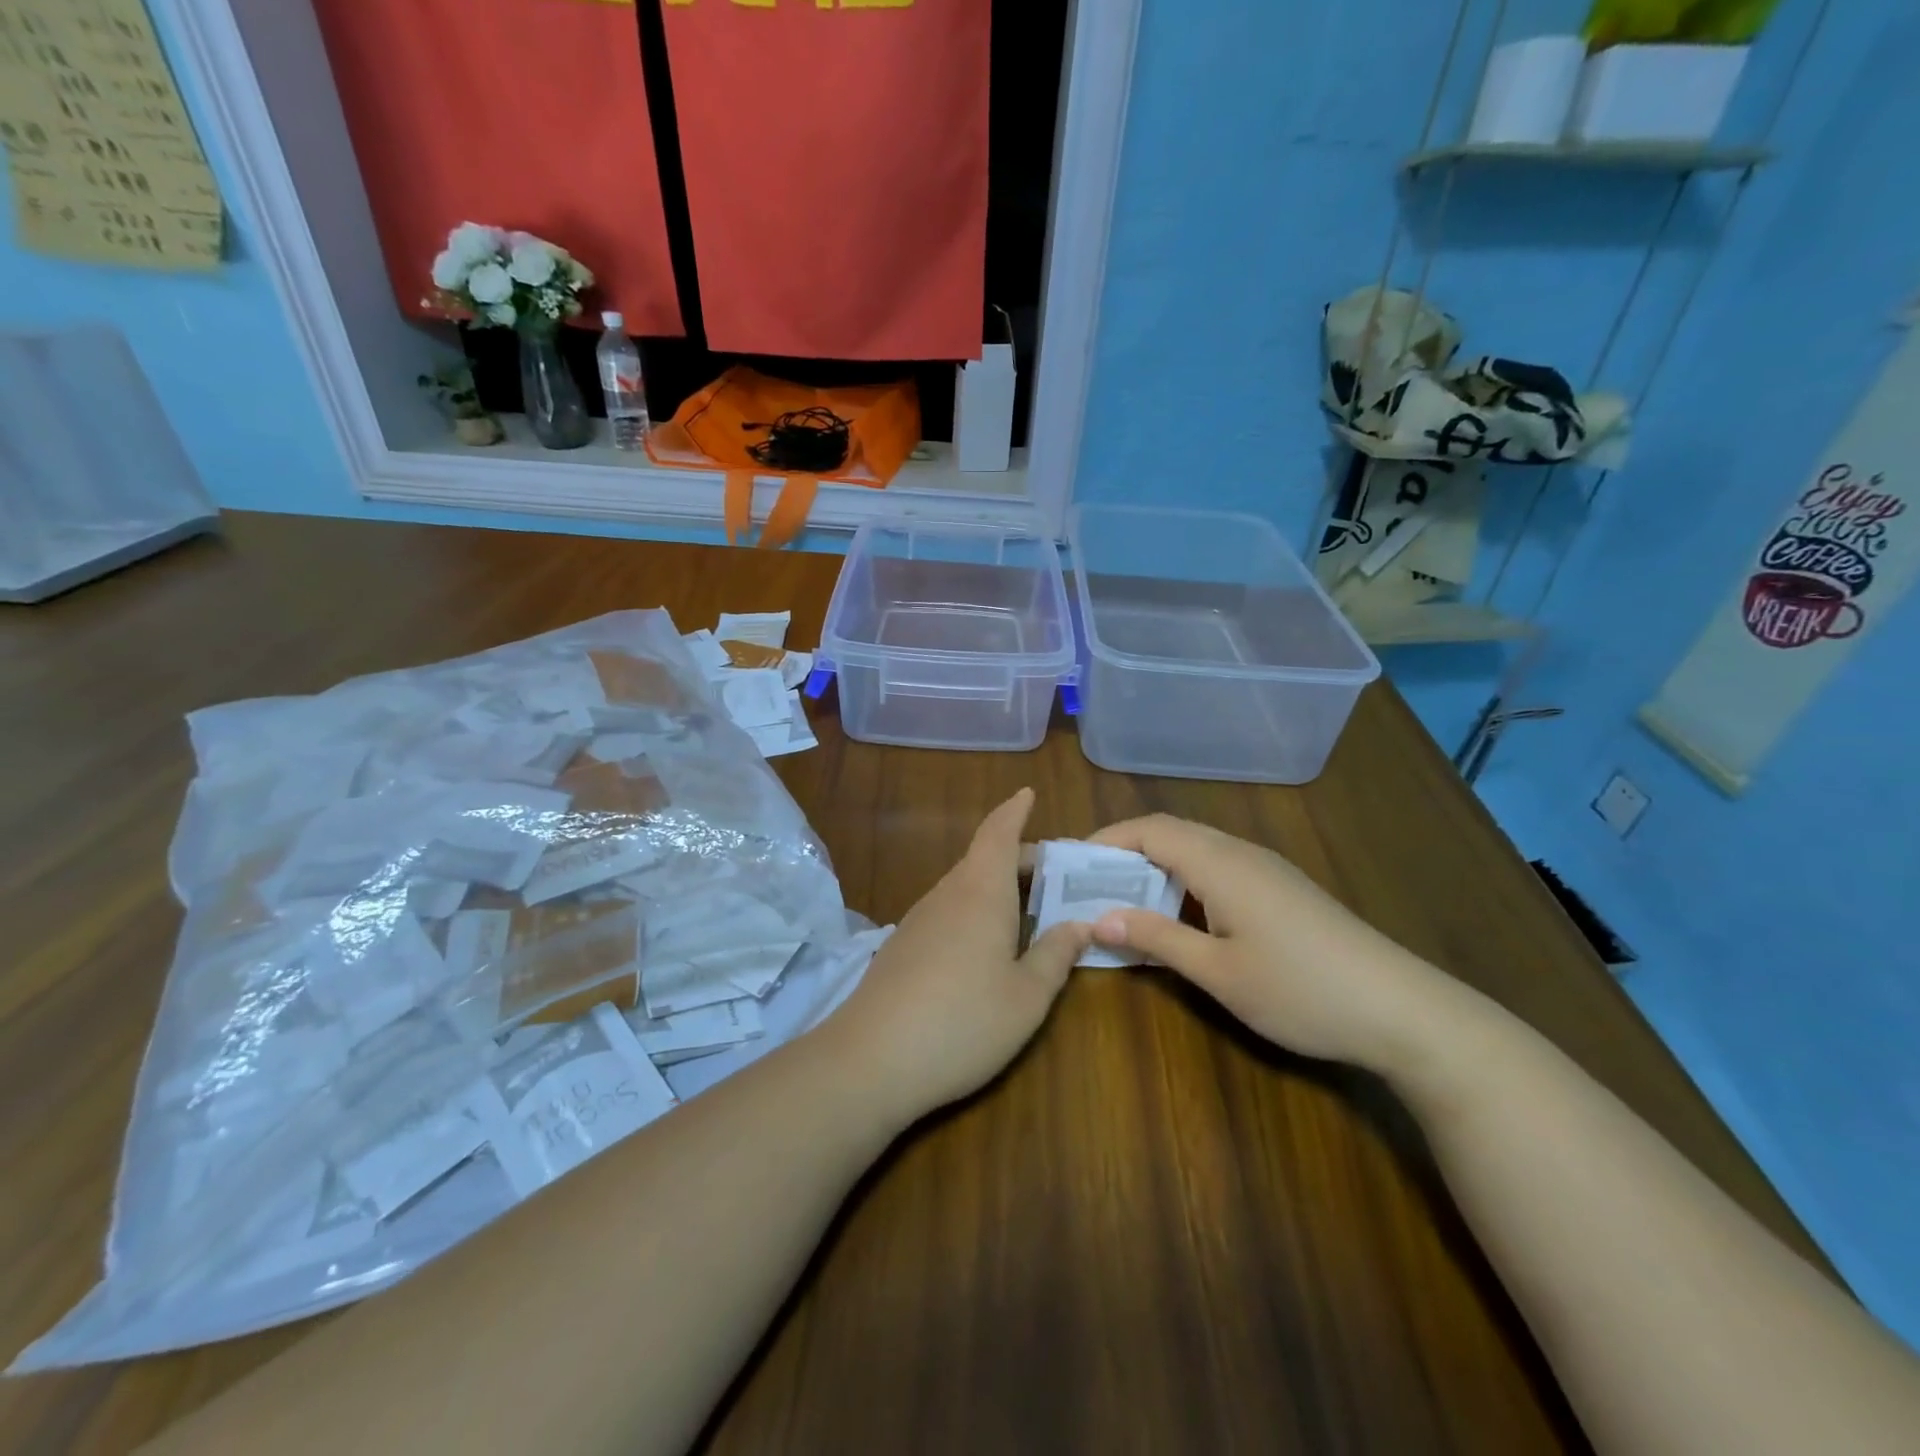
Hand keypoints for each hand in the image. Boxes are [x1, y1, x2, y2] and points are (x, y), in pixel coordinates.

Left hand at [818, 789, 1090, 1122]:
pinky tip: (985, 944)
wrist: (871, 1059)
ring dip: (995, 885)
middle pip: (983, 858)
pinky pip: (948, 910)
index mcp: (981, 892)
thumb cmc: (963, 1021)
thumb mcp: (1027, 996)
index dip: (1014, 810)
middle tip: (1053, 873)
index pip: (998, 833)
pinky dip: (975, 909)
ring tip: (1027, 908)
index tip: (1027, 793)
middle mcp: (948, 894)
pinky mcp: (902, 946)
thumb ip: (1056, 955)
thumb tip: (1081, 924)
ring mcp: (919, 919)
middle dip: (1018, 857)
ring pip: (964, 885)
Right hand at [1087, 815, 1446, 1069]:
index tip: (1070, 863)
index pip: (1149, 829)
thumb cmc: (1300, 990)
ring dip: (1155, 865)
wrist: (1401, 1010)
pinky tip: (1178, 914)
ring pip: (1196, 848)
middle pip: (1171, 832)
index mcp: (1220, 863)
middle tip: (1089, 883)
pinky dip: (1183, 878)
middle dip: (1124, 850)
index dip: (1106, 839)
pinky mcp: (1282, 888)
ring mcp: (1266, 869)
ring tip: (1123, 898)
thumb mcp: (1218, 972)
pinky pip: (1218, 866)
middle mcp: (1241, 853)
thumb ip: (1156, 938)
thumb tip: (1099, 918)